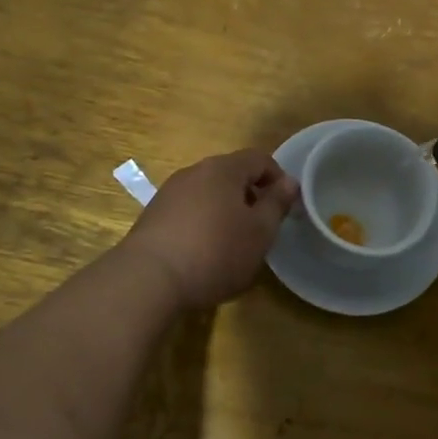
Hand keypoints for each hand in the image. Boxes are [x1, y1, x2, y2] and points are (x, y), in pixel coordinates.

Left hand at [119, 149, 299, 308]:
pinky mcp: (152, 216)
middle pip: (231, 174)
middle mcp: (194, 172)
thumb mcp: (259, 232)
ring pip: (208, 193)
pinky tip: (203, 253)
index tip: (285, 207)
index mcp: (223, 169)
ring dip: (226, 210)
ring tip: (233, 243)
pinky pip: (188, 211)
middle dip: (251, 196)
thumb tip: (289, 182)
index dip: (278, 179)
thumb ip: (276, 204)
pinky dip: (202, 223)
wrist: (148, 280)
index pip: (260, 159)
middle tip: (262, 228)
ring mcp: (169, 193)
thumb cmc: (215, 252)